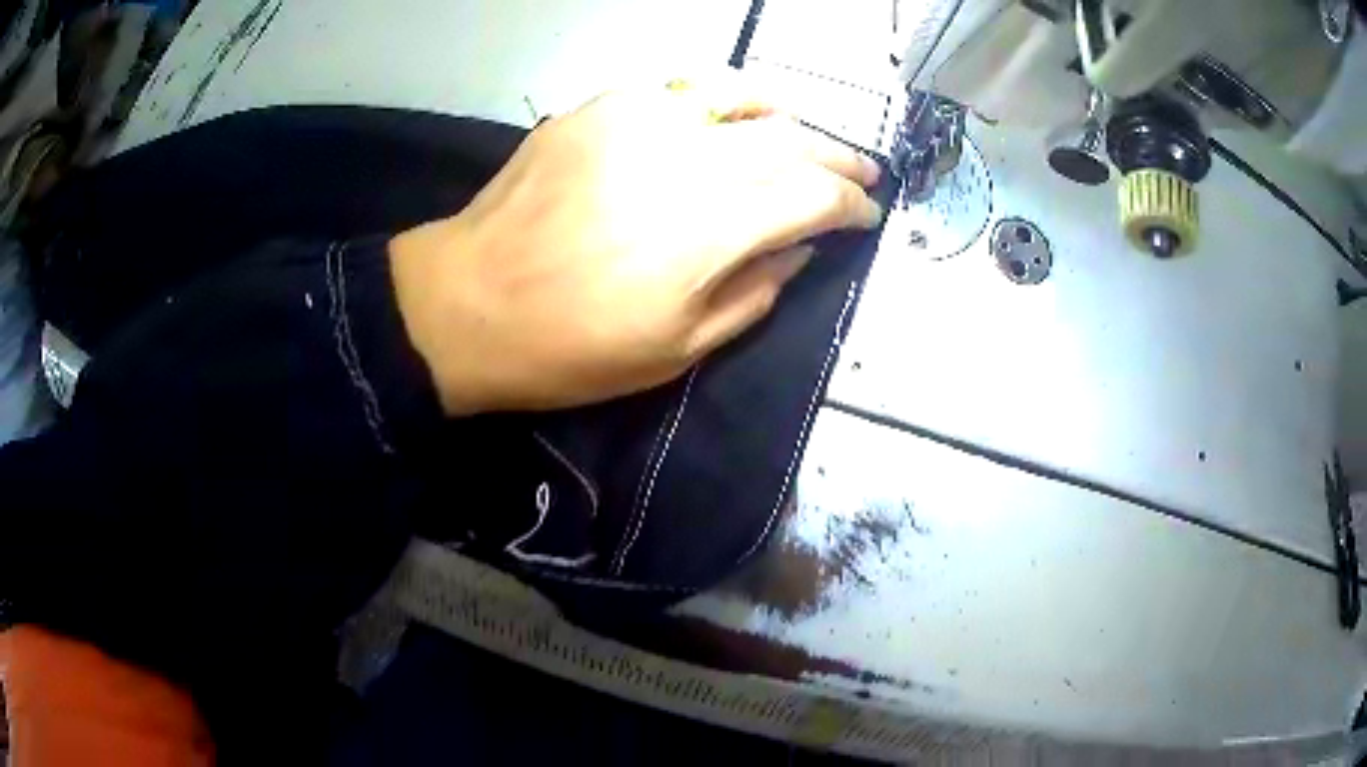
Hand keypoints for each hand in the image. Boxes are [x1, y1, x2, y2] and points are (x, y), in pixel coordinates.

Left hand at [390, 77, 883, 415]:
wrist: (467, 303)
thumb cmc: (571, 346)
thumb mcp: (678, 349)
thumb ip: (755, 291)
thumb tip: (799, 247)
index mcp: (710, 230)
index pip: (813, 196)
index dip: (851, 206)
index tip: (867, 217)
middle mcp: (686, 159)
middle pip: (790, 139)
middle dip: (838, 157)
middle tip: (861, 173)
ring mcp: (639, 121)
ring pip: (742, 96)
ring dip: (789, 115)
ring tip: (807, 134)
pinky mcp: (600, 108)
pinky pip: (680, 88)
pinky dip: (723, 98)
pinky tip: (732, 115)